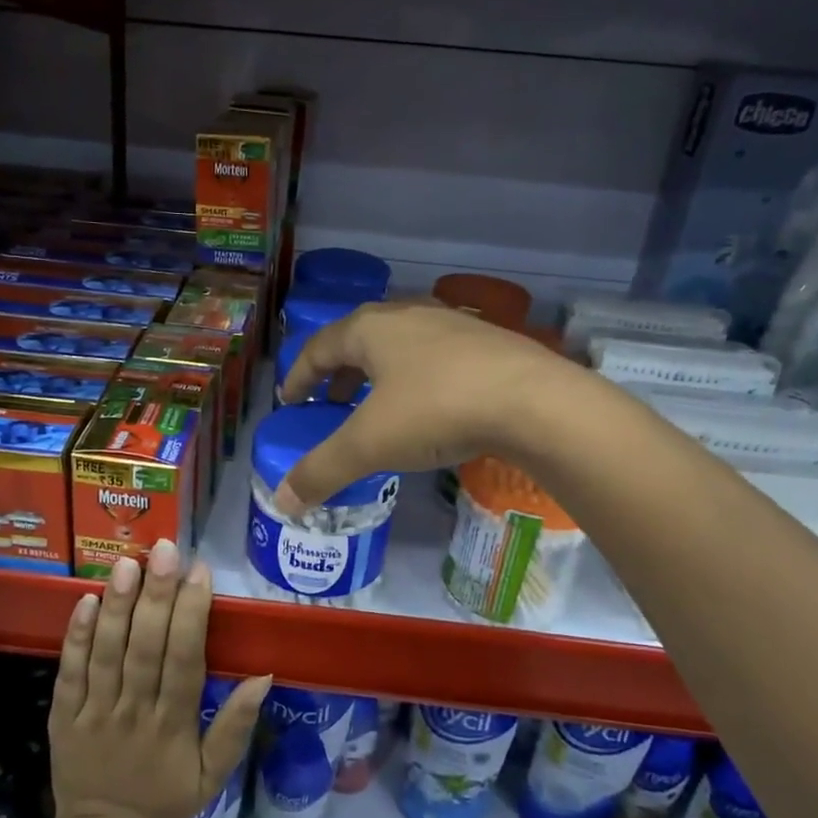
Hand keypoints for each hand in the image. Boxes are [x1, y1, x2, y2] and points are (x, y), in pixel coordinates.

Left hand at [49, 540, 269, 817]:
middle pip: (145, 648)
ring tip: (126, 564)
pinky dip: (75, 637)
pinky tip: (84, 600)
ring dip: (116, 607)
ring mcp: (94, 714)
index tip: (200, 571)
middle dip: (156, 596)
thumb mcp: (214, 773)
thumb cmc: (167, 798)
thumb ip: (236, 725)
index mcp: (174, 724)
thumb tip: (264, 676)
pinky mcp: (63, 717)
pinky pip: (68, 673)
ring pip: (106, 653)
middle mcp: (135, 712)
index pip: (185, 660)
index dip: (192, 614)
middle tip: (163, 550)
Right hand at [274, 299, 583, 513]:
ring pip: (398, 346)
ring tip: (376, 407)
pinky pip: (433, 357)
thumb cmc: (436, 410)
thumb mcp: (369, 445)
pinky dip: (414, 379)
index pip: (318, 347)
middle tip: (330, 404)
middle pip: (358, 340)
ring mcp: (451, 324)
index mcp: (370, 329)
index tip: (290, 401)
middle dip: (338, 374)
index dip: (298, 375)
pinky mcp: (486, 342)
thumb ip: (321, 470)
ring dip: (378, 374)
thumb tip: (283, 502)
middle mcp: (407, 315)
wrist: (534, 401)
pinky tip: (429, 407)